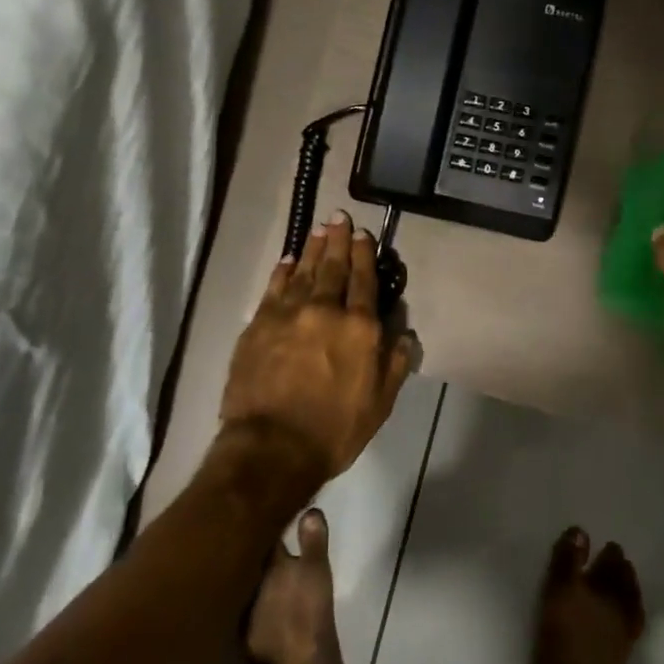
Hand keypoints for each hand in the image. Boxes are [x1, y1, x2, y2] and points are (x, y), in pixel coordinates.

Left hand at [220, 210, 413, 483]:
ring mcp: (289, 314)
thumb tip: (404, 333)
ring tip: (318, 230)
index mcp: (359, 329)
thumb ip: (395, 364)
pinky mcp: (260, 324)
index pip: (364, 282)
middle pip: (333, 268)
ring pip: (303, 271)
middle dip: (338, 241)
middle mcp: (325, 311)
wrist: (272, 446)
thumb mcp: (379, 403)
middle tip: (338, 217)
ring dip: (311, 249)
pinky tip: (286, 260)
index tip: (363, 235)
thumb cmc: (334, 430)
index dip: (364, 256)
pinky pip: (274, 288)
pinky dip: (281, 271)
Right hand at [525, 527, 645, 663]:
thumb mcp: (555, 593)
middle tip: (613, 556)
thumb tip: (580, 532)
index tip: (603, 545)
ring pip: (629, 602)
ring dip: (626, 587)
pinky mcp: (620, 656)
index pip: (609, 563)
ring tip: (619, 579)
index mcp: (604, 591)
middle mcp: (620, 609)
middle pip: (622, 582)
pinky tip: (620, 611)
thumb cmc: (557, 640)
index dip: (606, 552)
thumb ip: (567, 560)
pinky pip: (630, 624)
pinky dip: (627, 611)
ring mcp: (623, 634)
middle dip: (619, 567)